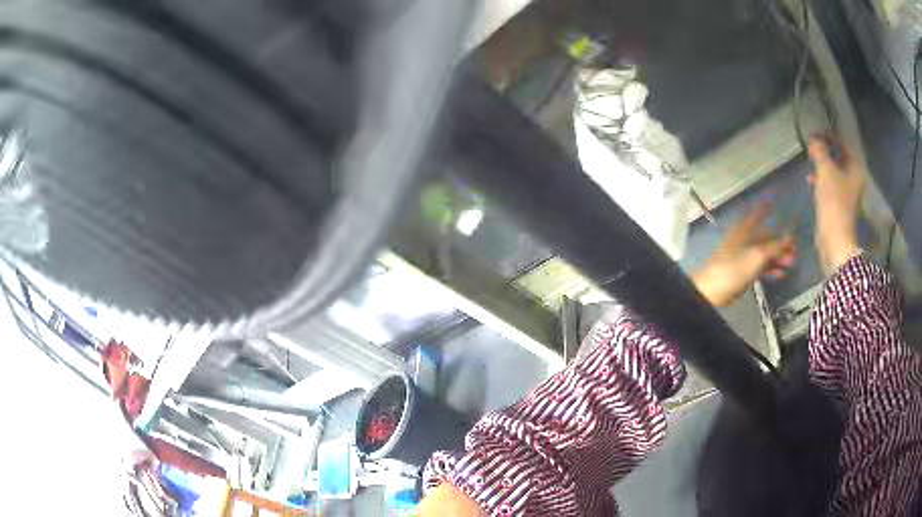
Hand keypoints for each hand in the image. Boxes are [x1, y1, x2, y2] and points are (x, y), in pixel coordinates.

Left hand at [692, 202, 794, 306]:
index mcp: (744, 230)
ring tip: (791, 263)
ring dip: (778, 257)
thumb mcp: (758, 255)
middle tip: (795, 249)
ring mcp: (744, 256)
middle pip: (765, 237)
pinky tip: (781, 274)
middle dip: (780, 242)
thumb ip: (775, 246)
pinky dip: (771, 269)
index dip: (765, 206)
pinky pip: (761, 267)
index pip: (757, 213)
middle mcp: (745, 239)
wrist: (714, 291)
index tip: (774, 197)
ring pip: (765, 254)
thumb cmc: (735, 267)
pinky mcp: (744, 272)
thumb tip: (790, 236)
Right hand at [808, 135, 864, 273]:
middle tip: (812, 148)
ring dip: (822, 166)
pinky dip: (822, 181)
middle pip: (840, 158)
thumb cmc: (834, 202)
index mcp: (856, 168)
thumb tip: (813, 139)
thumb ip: (819, 151)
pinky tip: (812, 182)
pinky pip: (831, 185)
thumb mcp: (825, 171)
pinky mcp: (840, 205)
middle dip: (826, 152)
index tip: (815, 134)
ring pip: (835, 172)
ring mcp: (848, 194)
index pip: (843, 144)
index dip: (829, 136)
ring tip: (810, 164)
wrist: (835, 240)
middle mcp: (855, 179)